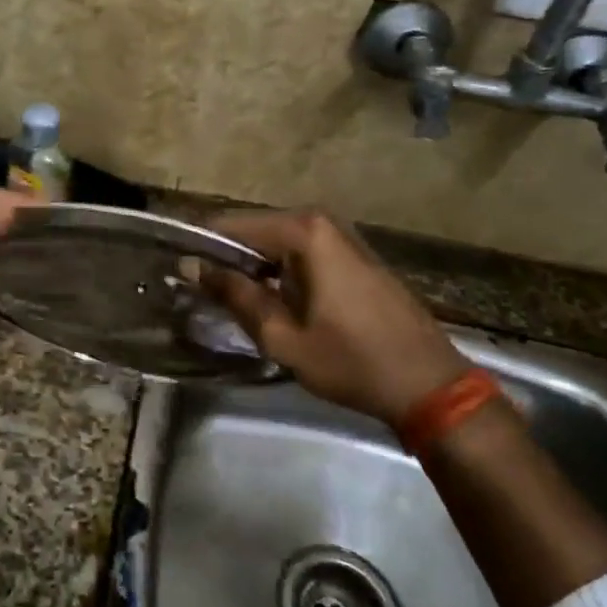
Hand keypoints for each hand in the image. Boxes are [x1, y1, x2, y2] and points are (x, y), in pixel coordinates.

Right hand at [203, 210, 469, 430]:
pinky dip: (278, 270)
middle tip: (201, 292)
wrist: (428, 385)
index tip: (178, 273)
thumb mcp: (281, 336)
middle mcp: (322, 221)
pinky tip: (270, 300)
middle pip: (254, 230)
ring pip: (276, 242)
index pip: (231, 226)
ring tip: (229, 299)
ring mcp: (341, 236)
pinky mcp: (353, 255)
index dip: (201, 247)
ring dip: (251, 266)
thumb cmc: (350, 361)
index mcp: (303, 232)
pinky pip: (301, 252)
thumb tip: (190, 266)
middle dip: (226, 257)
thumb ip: (234, 295)